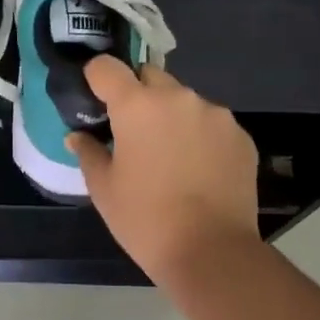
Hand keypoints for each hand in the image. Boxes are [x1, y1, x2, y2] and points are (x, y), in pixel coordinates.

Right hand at [67, 57, 260, 284]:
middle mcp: (179, 98)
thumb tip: (78, 137)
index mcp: (138, 106)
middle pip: (150, 77)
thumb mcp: (103, 188)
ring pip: (184, 101)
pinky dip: (199, 136)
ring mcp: (216, 116)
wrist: (211, 251)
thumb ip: (89, 153)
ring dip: (171, 116)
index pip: (107, 67)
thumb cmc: (144, 218)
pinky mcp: (241, 137)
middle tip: (130, 131)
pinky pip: (211, 124)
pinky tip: (196, 170)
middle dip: (137, 94)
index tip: (94, 99)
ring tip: (168, 155)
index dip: (96, 78)